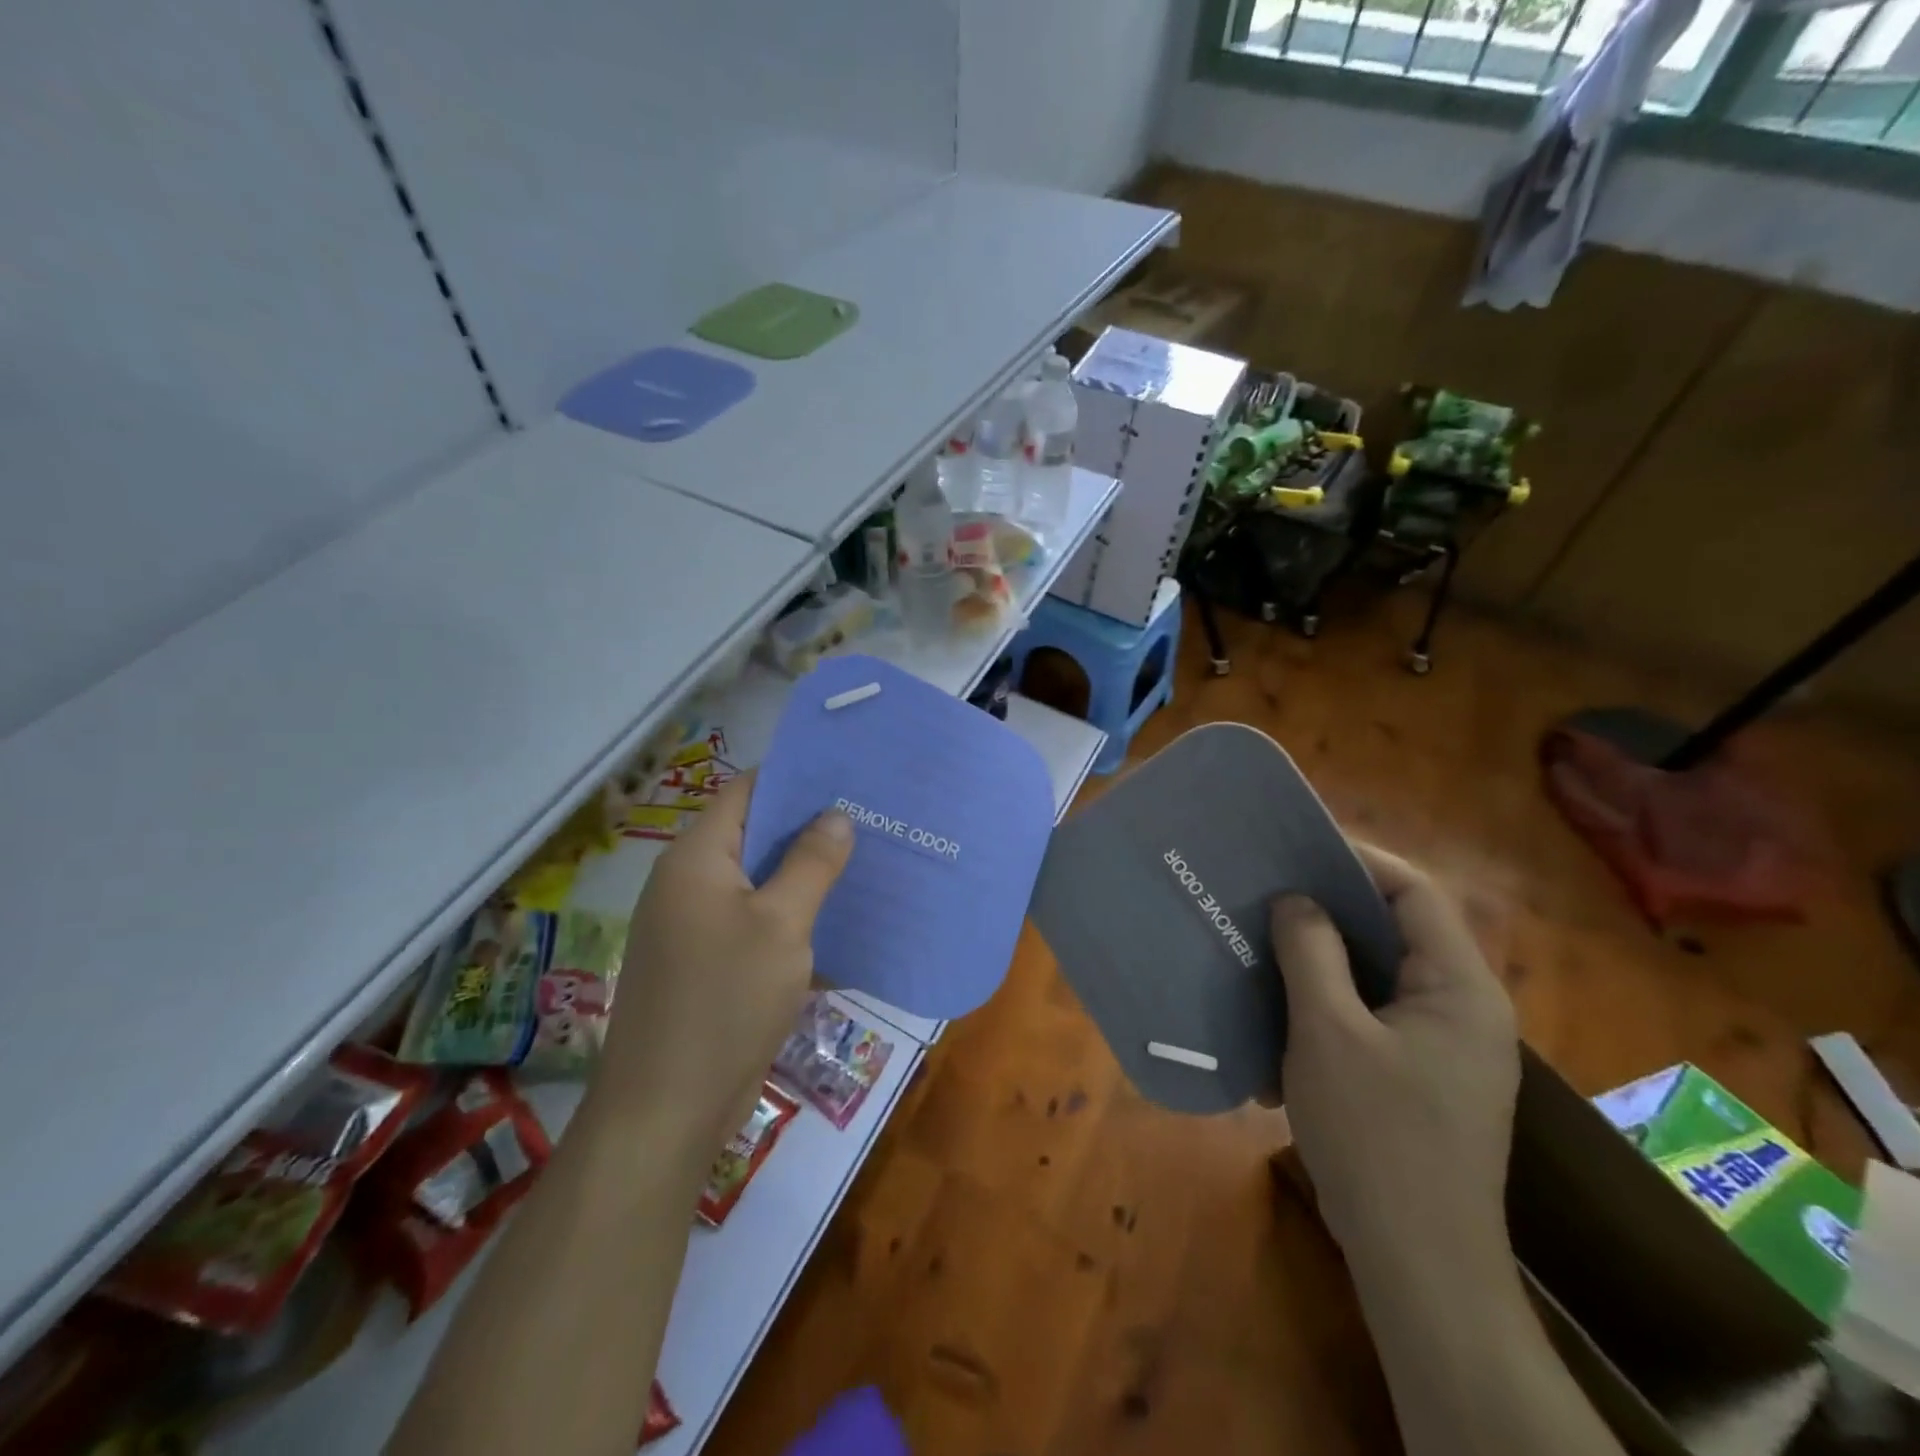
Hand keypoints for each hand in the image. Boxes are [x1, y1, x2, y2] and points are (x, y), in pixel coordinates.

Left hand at [596, 774, 853, 1155]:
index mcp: (696, 858)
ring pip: (755, 880)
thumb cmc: (724, 1002)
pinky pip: (751, 920)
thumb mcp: (781, 925)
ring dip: (801, 873)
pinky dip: (788, 913)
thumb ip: (811, 863)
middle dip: (808, 826)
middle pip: (752, 834)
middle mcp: (687, 882)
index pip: (747, 790)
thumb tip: (836, 815)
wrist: (665, 1111)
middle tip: (868, 820)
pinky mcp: (703, 962)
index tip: (848, 776)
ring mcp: (692, 925)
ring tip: (861, 862)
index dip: (795, 778)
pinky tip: (833, 919)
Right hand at [1272, 844, 1518, 1287]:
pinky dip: (1323, 1012)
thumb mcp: (1328, 1031)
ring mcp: (1442, 1050)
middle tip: (1265, 895)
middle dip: (1326, 912)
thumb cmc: (1376, 1135)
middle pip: (1393, 933)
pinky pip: (1367, 1021)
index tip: (1295, 850)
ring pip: (1374, 979)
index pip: (1414, 893)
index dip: (1357, 860)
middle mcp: (1462, 1010)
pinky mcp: (1418, 1081)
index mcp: (1459, 988)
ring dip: (1316, 966)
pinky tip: (1276, 1028)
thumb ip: (1311, 953)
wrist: (1418, 1265)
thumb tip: (1296, 900)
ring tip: (1261, 953)